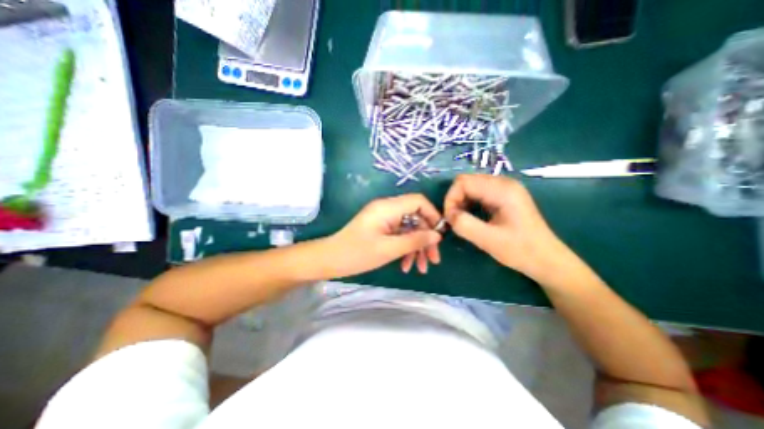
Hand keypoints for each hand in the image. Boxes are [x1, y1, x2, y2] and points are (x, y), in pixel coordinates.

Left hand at [326, 195, 441, 278]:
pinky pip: (400, 235)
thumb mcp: (388, 249)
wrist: (330, 260)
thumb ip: (415, 240)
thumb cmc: (356, 254)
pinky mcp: (381, 228)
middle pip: (416, 217)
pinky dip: (405, 249)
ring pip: (409, 229)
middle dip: (426, 238)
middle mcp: (387, 209)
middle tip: (433, 260)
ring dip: (417, 247)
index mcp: (388, 207)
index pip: (418, 201)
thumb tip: (437, 235)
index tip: (439, 236)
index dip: (432, 215)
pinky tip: (406, 266)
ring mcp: (384, 219)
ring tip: (421, 268)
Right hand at [442, 172, 566, 277]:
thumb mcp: (489, 240)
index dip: (451, 199)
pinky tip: (470, 217)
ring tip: (461, 220)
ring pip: (470, 186)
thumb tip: (448, 215)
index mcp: (502, 189)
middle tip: (454, 220)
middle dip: (455, 200)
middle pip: (466, 181)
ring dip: (460, 202)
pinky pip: (477, 193)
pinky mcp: (503, 196)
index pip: (463, 182)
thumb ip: (464, 225)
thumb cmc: (521, 251)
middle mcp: (503, 183)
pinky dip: (468, 203)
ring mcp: (504, 188)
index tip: (450, 219)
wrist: (547, 260)